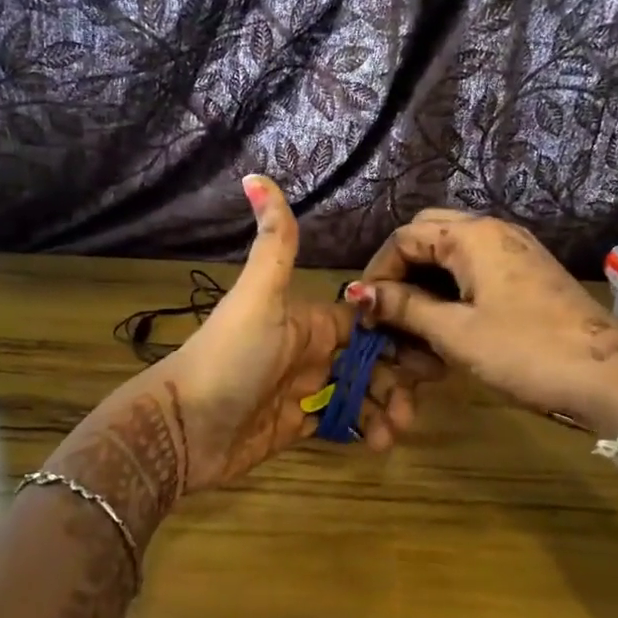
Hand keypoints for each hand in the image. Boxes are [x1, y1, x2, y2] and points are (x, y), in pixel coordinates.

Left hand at [47, 179, 438, 542]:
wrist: (185, 428)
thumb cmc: (229, 357)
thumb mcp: (257, 296)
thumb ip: (274, 243)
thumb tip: (255, 174)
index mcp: (309, 320)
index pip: (366, 321)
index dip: (399, 332)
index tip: (432, 351)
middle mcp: (311, 352)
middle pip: (371, 360)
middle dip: (398, 379)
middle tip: (414, 405)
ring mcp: (305, 390)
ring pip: (361, 394)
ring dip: (385, 408)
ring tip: (395, 431)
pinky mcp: (298, 425)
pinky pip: (341, 423)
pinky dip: (364, 430)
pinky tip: (377, 443)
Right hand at [351, 209, 617, 433]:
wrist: (608, 377)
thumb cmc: (524, 350)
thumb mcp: (455, 332)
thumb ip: (404, 308)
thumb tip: (359, 294)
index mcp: (472, 235)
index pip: (405, 236)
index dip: (378, 271)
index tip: (364, 311)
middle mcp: (493, 230)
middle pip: (428, 235)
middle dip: (401, 269)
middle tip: (386, 310)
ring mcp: (515, 250)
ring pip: (452, 252)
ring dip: (426, 280)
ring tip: (412, 322)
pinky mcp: (528, 273)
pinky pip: (476, 268)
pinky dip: (452, 288)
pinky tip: (447, 322)